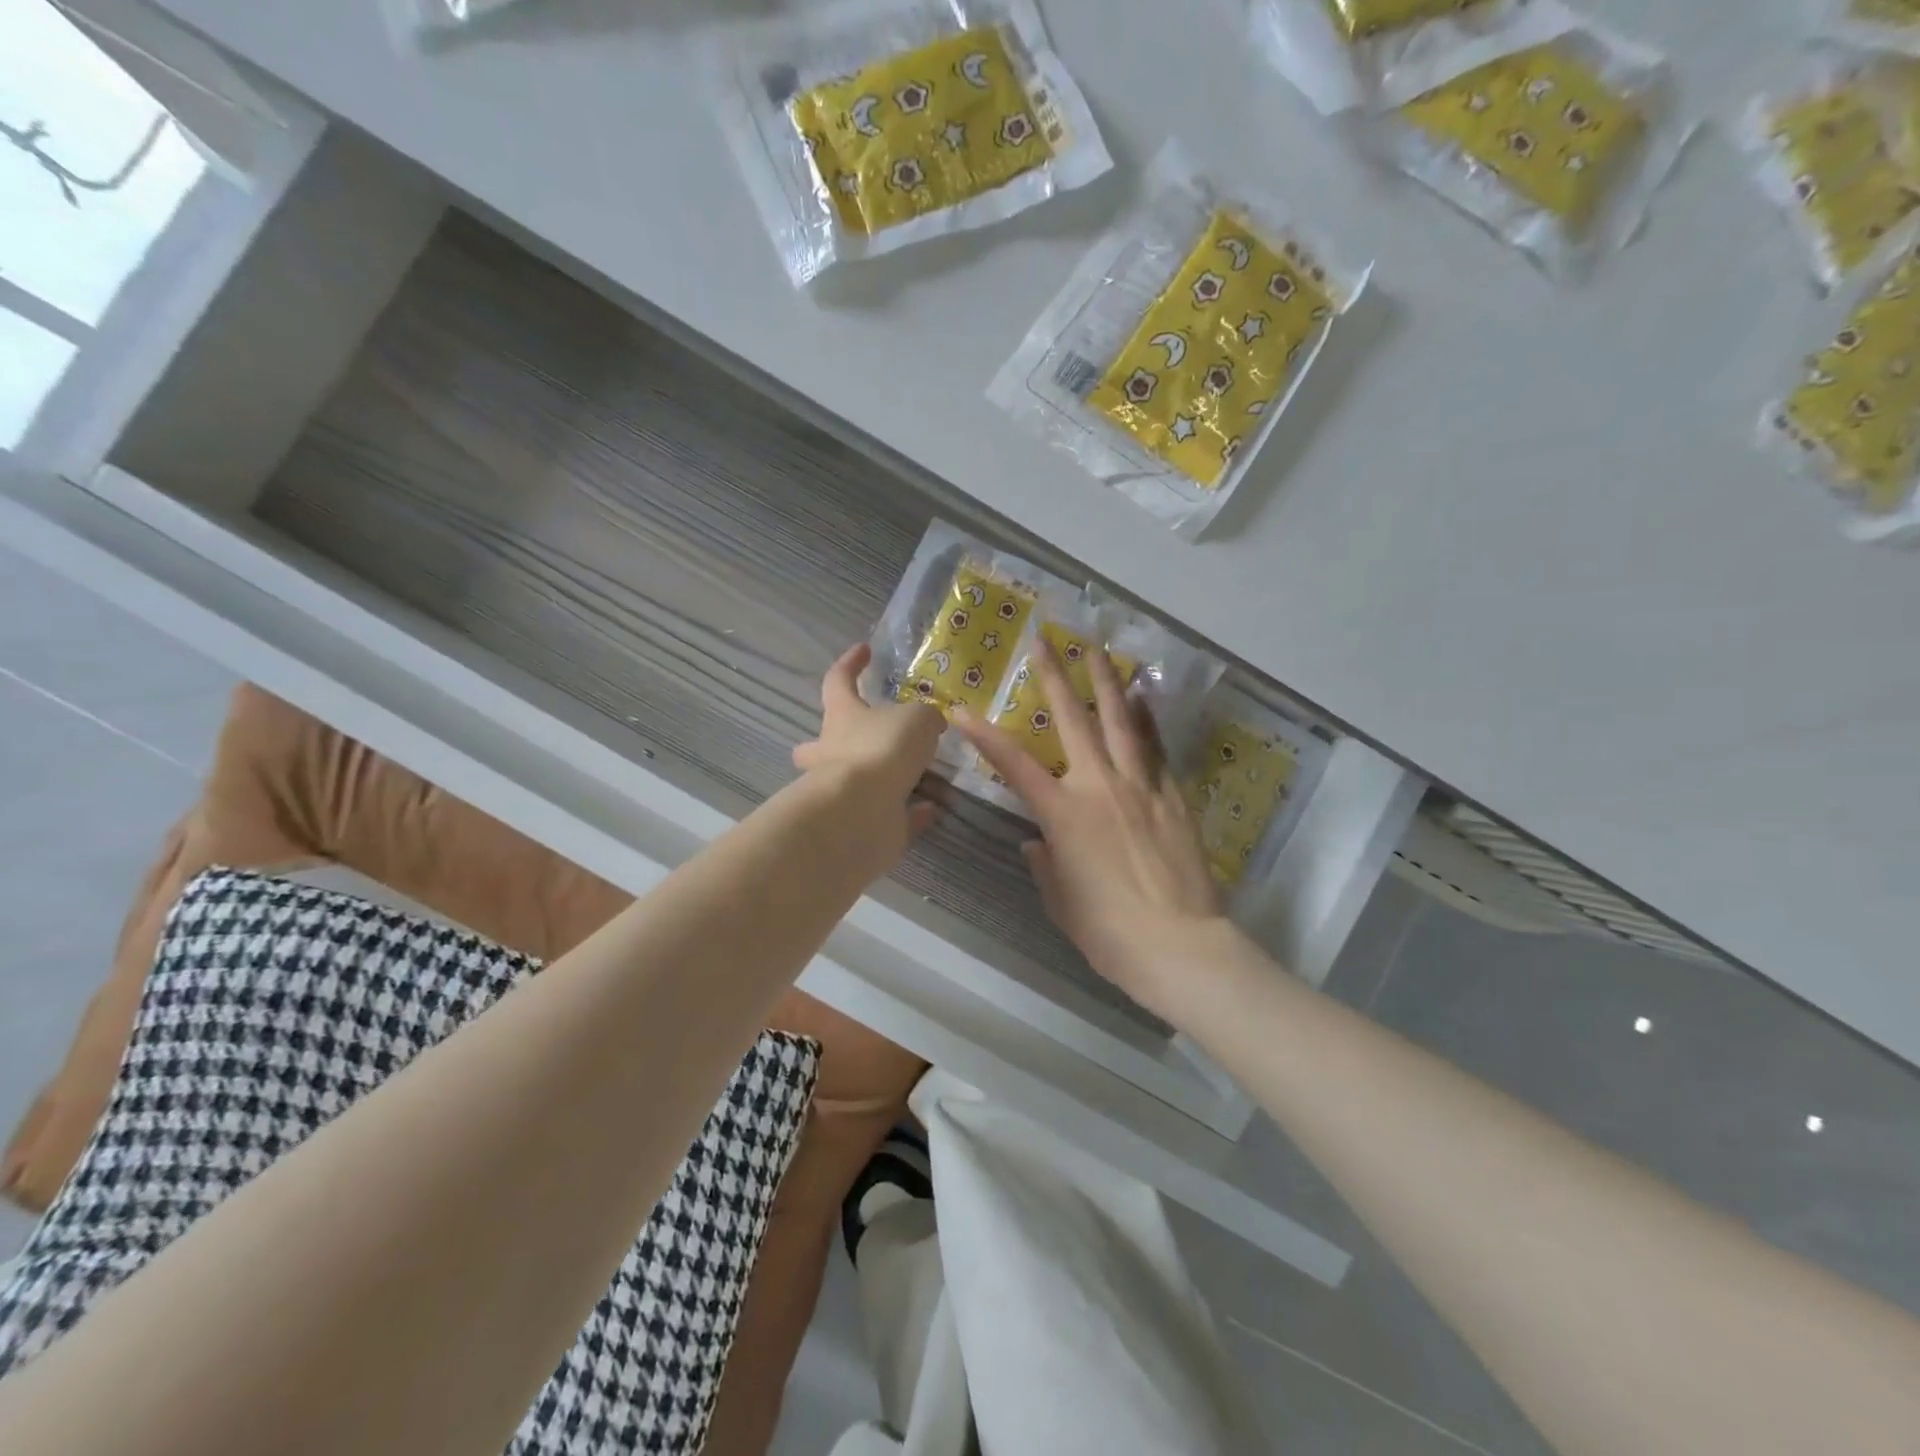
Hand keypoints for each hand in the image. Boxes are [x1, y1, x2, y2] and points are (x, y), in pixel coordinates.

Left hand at [793, 644, 946, 849]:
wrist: (863, 811)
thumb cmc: (882, 748)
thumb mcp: (917, 718)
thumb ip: (925, 718)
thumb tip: (930, 724)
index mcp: (842, 716)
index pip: (838, 681)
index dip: (850, 663)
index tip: (864, 650)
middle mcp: (835, 753)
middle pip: (822, 744)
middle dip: (833, 742)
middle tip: (857, 739)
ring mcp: (847, 792)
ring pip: (862, 782)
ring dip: (892, 778)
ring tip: (931, 776)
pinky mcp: (866, 823)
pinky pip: (894, 815)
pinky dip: (914, 811)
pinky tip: (938, 807)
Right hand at [952, 638, 1225, 1012]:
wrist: (1181, 946)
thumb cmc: (1110, 932)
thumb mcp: (1063, 902)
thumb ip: (1046, 865)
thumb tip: (1037, 842)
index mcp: (1063, 815)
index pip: (1013, 765)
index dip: (983, 736)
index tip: (960, 710)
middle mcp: (1099, 788)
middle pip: (1073, 721)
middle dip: (1055, 677)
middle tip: (1045, 641)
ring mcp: (1141, 787)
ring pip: (1121, 723)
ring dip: (1106, 683)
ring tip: (1098, 651)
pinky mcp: (1173, 798)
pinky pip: (1156, 750)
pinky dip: (1146, 722)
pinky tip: (1143, 699)